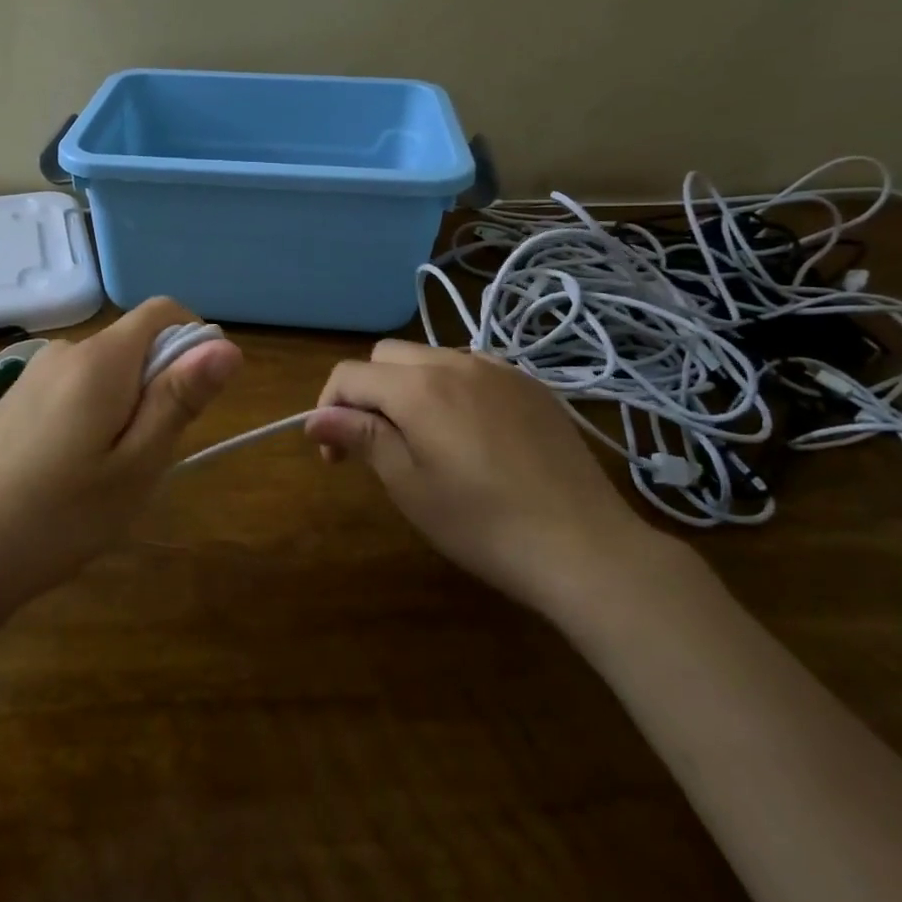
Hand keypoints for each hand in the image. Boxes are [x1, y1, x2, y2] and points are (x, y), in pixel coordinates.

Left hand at [0, 299, 241, 619]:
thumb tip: (226, 346)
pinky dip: (92, 418)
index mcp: (101, 359)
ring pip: (105, 373)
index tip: (196, 399)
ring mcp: (32, 376)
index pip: (163, 311)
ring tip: (107, 476)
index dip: (195, 341)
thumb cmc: (58, 516)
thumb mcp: (136, 465)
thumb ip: (179, 398)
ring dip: (125, 407)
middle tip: (147, 458)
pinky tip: (69, 476)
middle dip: (159, 386)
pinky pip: (73, 391)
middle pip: (134, 343)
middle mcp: (65, 352)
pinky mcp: (12, 403)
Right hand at [307, 341, 658, 615]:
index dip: (329, 408)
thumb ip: (362, 437)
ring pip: (431, 357)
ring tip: (425, 439)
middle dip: (368, 392)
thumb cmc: (483, 524)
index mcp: (418, 386)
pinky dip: (452, 387)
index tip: (334, 455)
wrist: (585, 546)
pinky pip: (473, 368)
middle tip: (376, 444)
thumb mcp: (410, 485)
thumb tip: (316, 417)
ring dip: (409, 386)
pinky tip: (471, 433)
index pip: (350, 374)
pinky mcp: (530, 385)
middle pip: (387, 356)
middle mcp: (456, 361)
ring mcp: (499, 369)